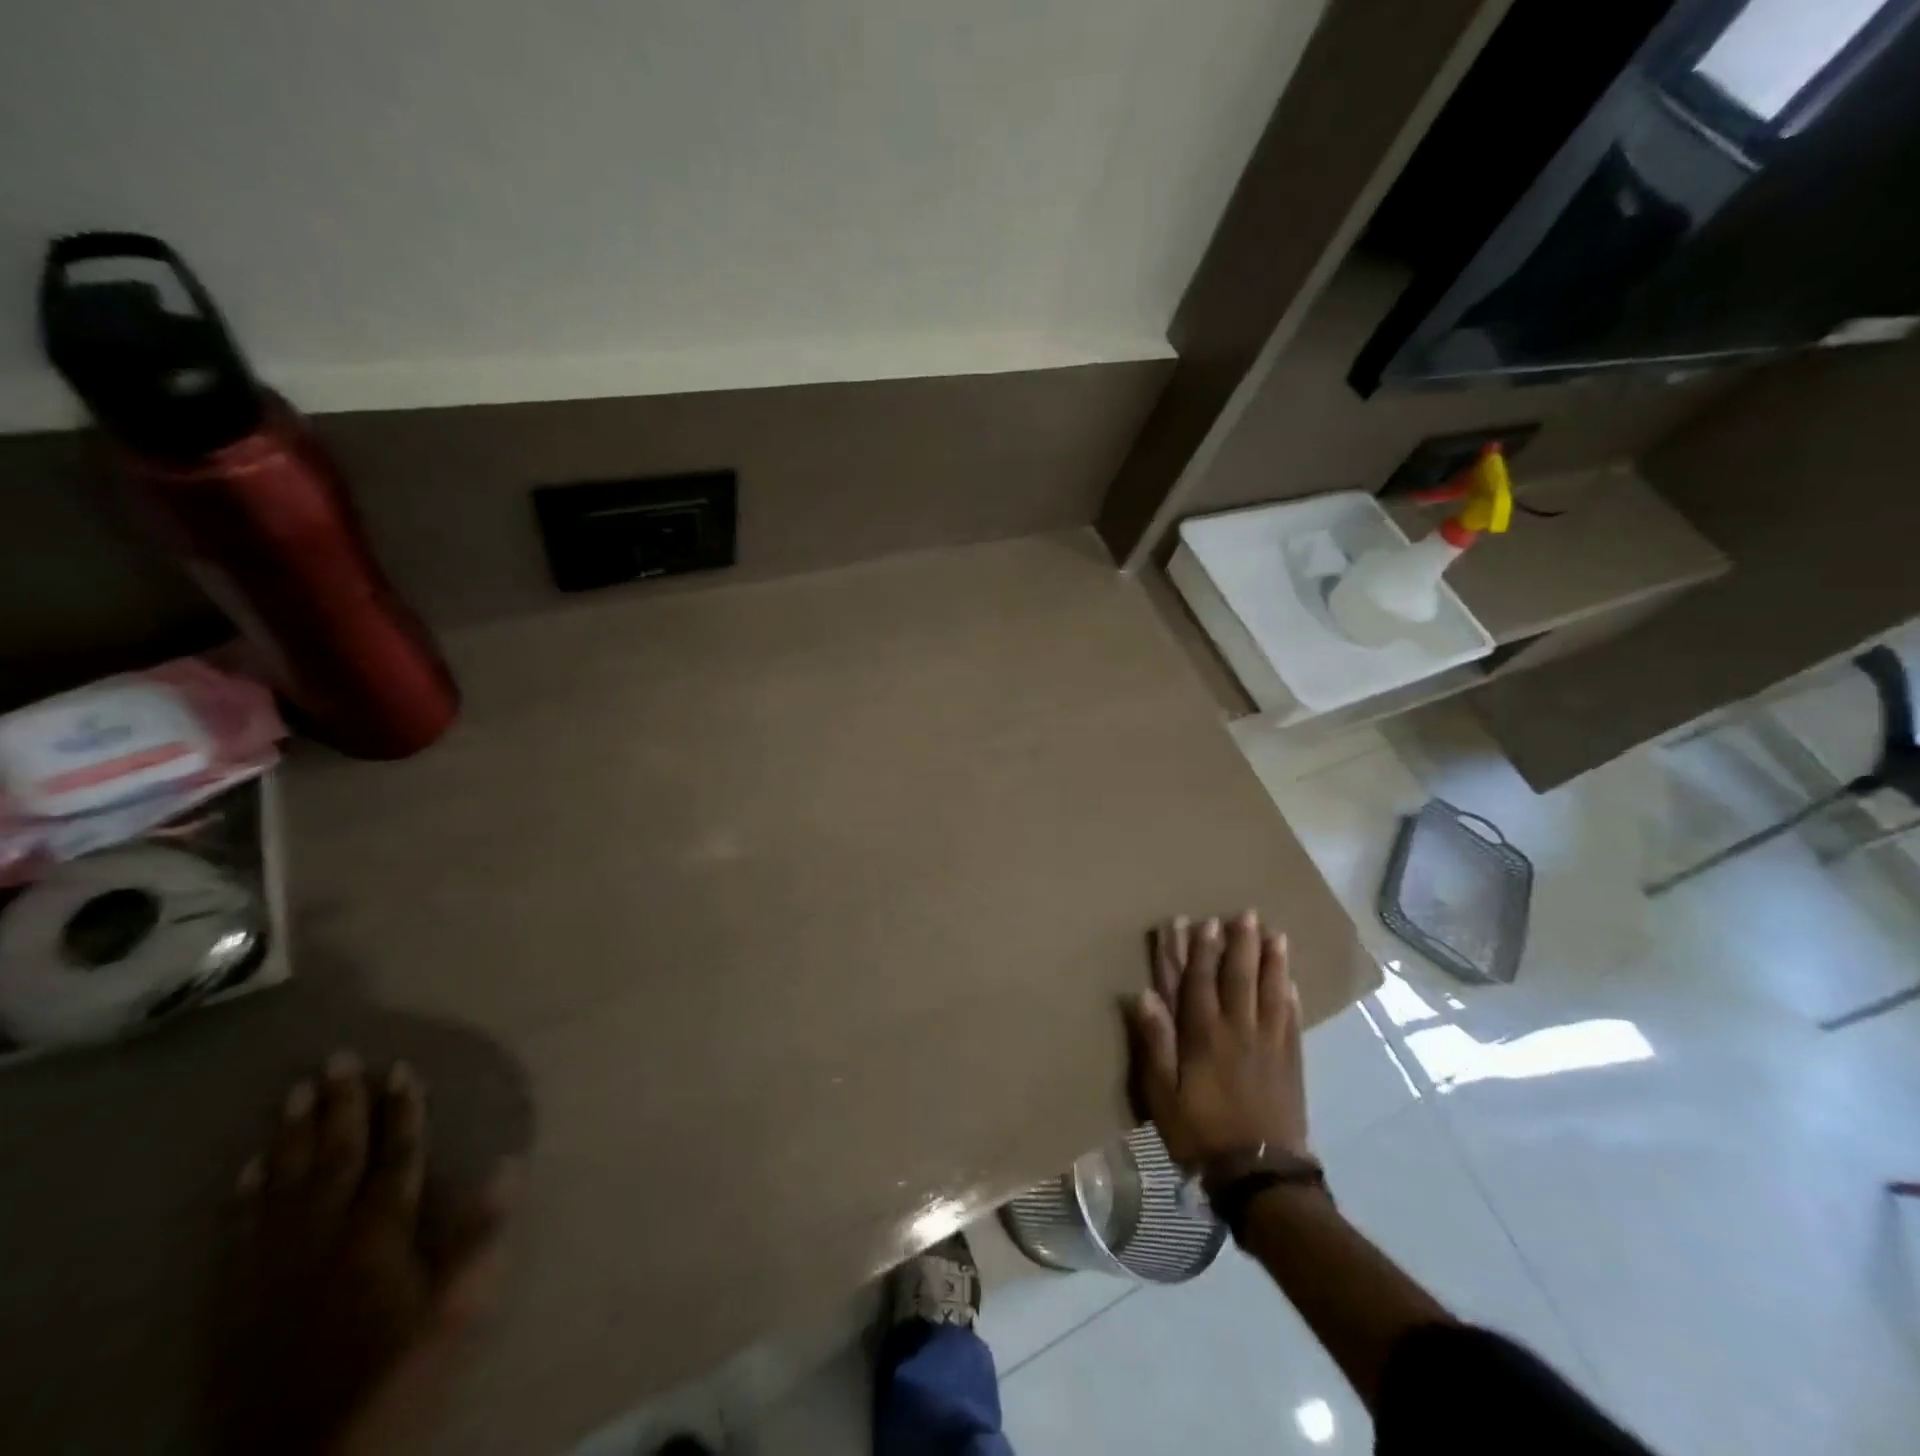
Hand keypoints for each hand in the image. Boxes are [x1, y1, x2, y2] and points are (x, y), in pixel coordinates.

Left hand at [212, 1053, 515, 1455]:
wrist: (306, 1454)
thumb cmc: (395, 1369)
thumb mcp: (453, 1308)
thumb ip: (479, 1235)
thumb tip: (512, 1164)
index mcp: (378, 1234)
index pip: (395, 1157)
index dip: (402, 1111)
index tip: (401, 1068)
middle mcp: (323, 1237)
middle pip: (335, 1158)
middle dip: (340, 1105)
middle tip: (338, 1058)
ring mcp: (275, 1265)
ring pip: (283, 1184)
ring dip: (290, 1135)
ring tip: (295, 1091)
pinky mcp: (239, 1297)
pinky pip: (240, 1230)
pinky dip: (245, 1193)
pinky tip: (250, 1165)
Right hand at [1125, 911, 1310, 1169]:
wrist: (1259, 1175)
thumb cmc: (1200, 1132)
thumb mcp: (1162, 1093)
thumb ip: (1154, 1042)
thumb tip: (1143, 994)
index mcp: (1204, 1035)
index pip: (1200, 981)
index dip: (1200, 950)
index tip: (1201, 921)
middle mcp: (1238, 1030)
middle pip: (1239, 977)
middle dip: (1239, 943)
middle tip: (1245, 914)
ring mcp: (1269, 1044)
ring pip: (1270, 991)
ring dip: (1271, 960)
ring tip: (1275, 934)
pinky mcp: (1291, 1062)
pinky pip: (1291, 1019)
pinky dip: (1290, 995)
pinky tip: (1290, 980)